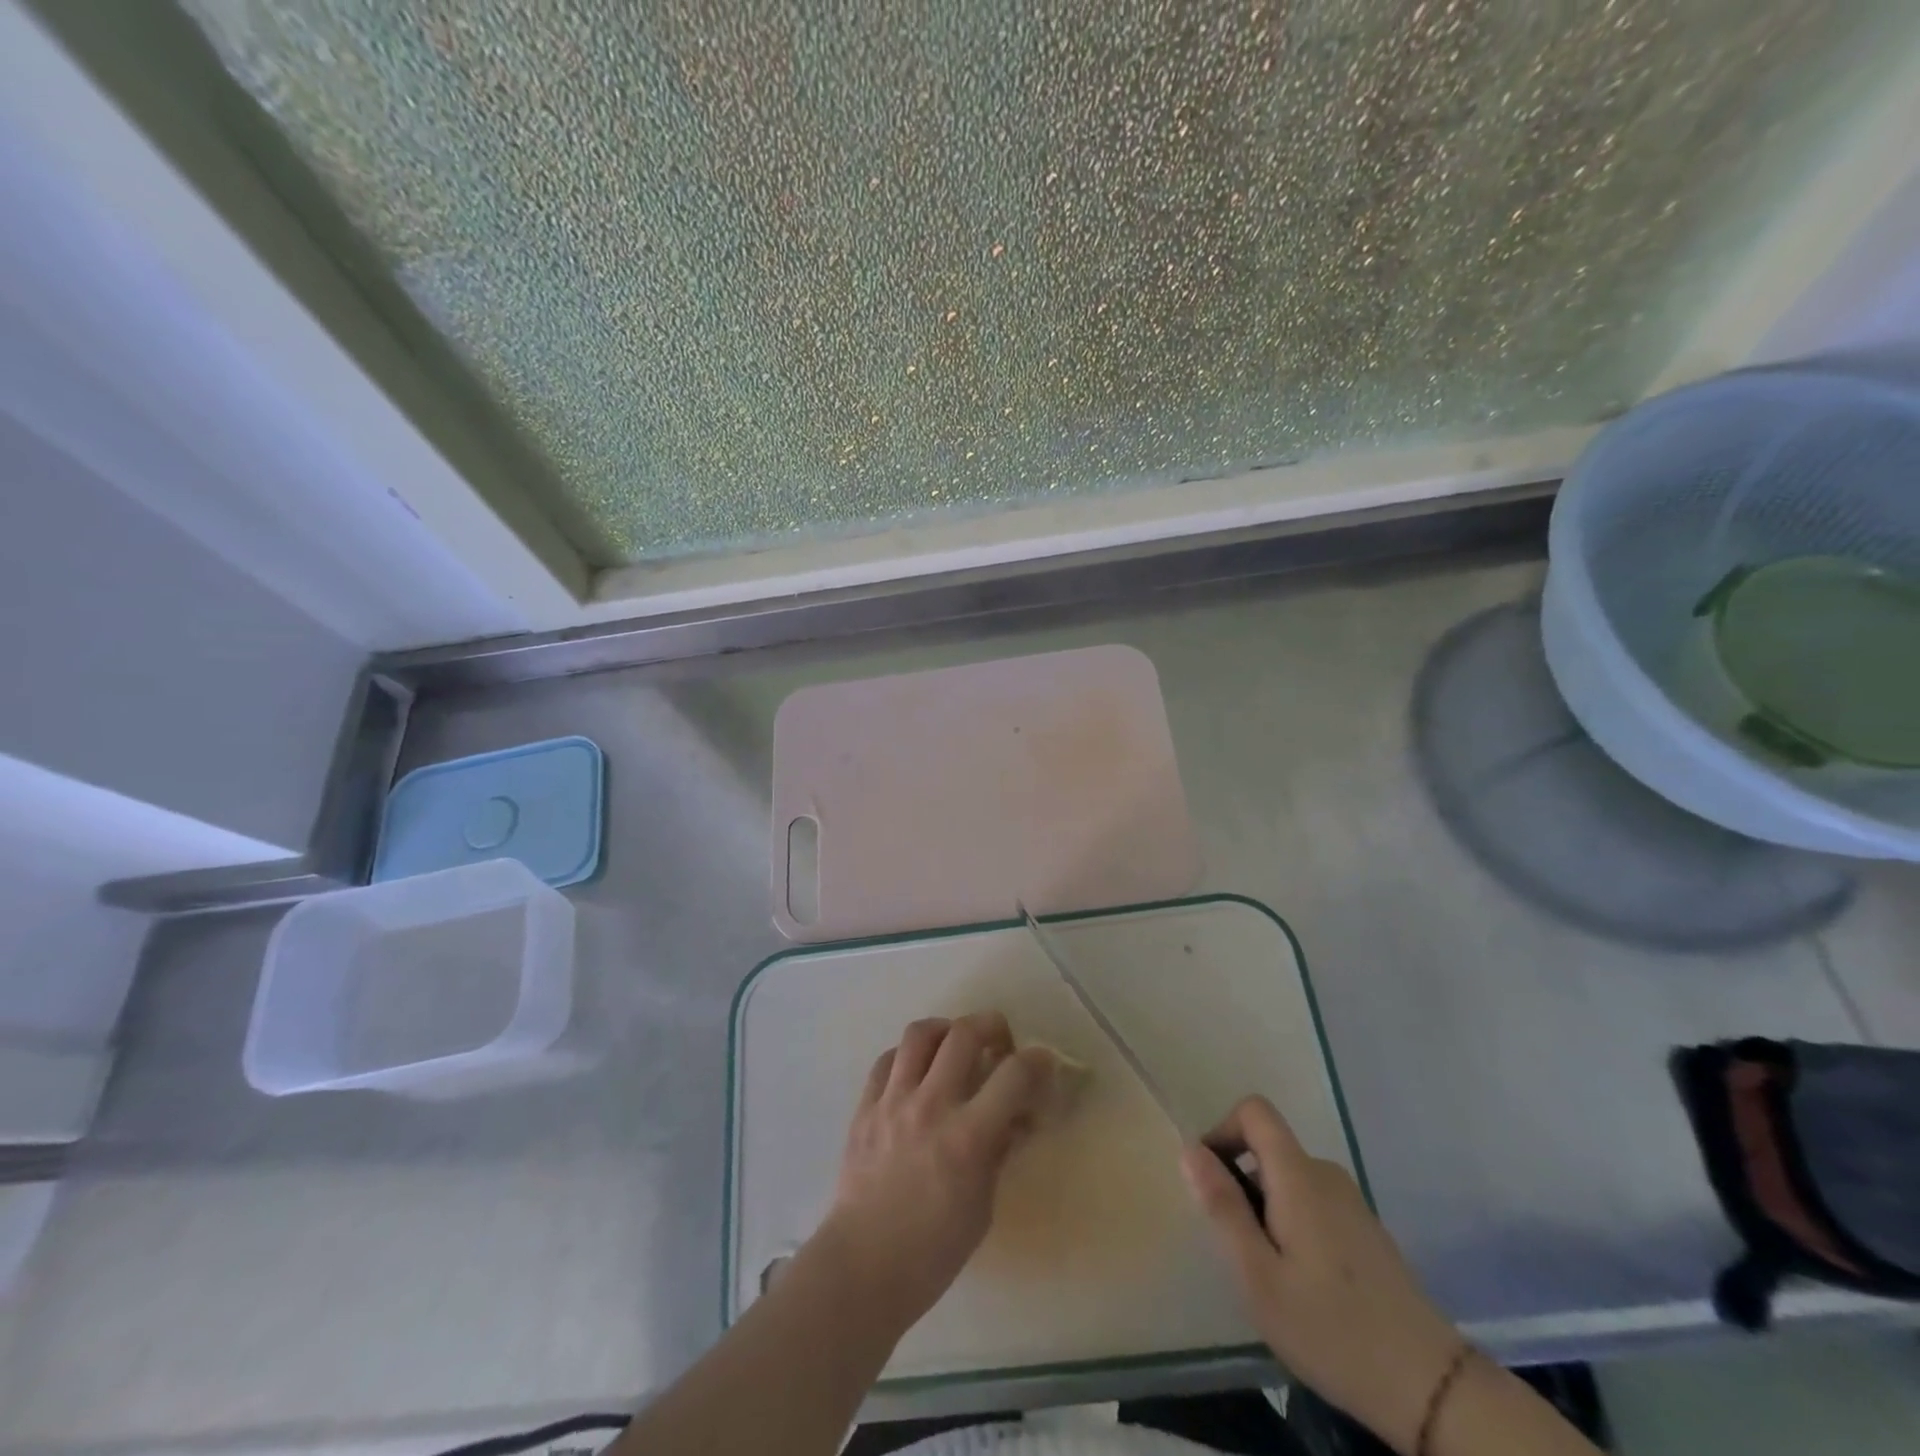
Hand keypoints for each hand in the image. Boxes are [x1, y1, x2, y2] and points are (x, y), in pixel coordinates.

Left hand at [812, 1012, 1057, 1336]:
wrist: (863, 1266)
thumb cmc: (933, 1250)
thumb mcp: (983, 1205)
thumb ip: (1000, 1150)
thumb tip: (1018, 1116)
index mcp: (967, 1137)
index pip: (1013, 1075)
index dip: (1037, 1060)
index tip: (1044, 1061)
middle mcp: (930, 1106)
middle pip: (964, 1034)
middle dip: (991, 1026)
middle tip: (999, 1041)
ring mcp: (892, 1101)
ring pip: (920, 1033)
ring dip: (946, 1029)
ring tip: (955, 1043)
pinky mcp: (864, 1106)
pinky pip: (887, 1059)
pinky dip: (907, 1056)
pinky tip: (916, 1071)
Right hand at [1182, 1096, 1463, 1455]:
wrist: (1430, 1388)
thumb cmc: (1331, 1329)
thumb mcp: (1258, 1276)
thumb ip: (1223, 1207)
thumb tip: (1190, 1150)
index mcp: (1299, 1176)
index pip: (1254, 1111)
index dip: (1222, 1130)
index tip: (1212, 1182)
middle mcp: (1326, 1174)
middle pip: (1268, 1148)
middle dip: (1241, 1183)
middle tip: (1240, 1249)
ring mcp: (1351, 1201)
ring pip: (1288, 1179)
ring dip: (1265, 1208)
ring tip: (1271, 1274)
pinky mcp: (1365, 1229)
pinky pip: (1312, 1202)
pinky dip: (1292, 1224)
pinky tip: (1305, 1285)